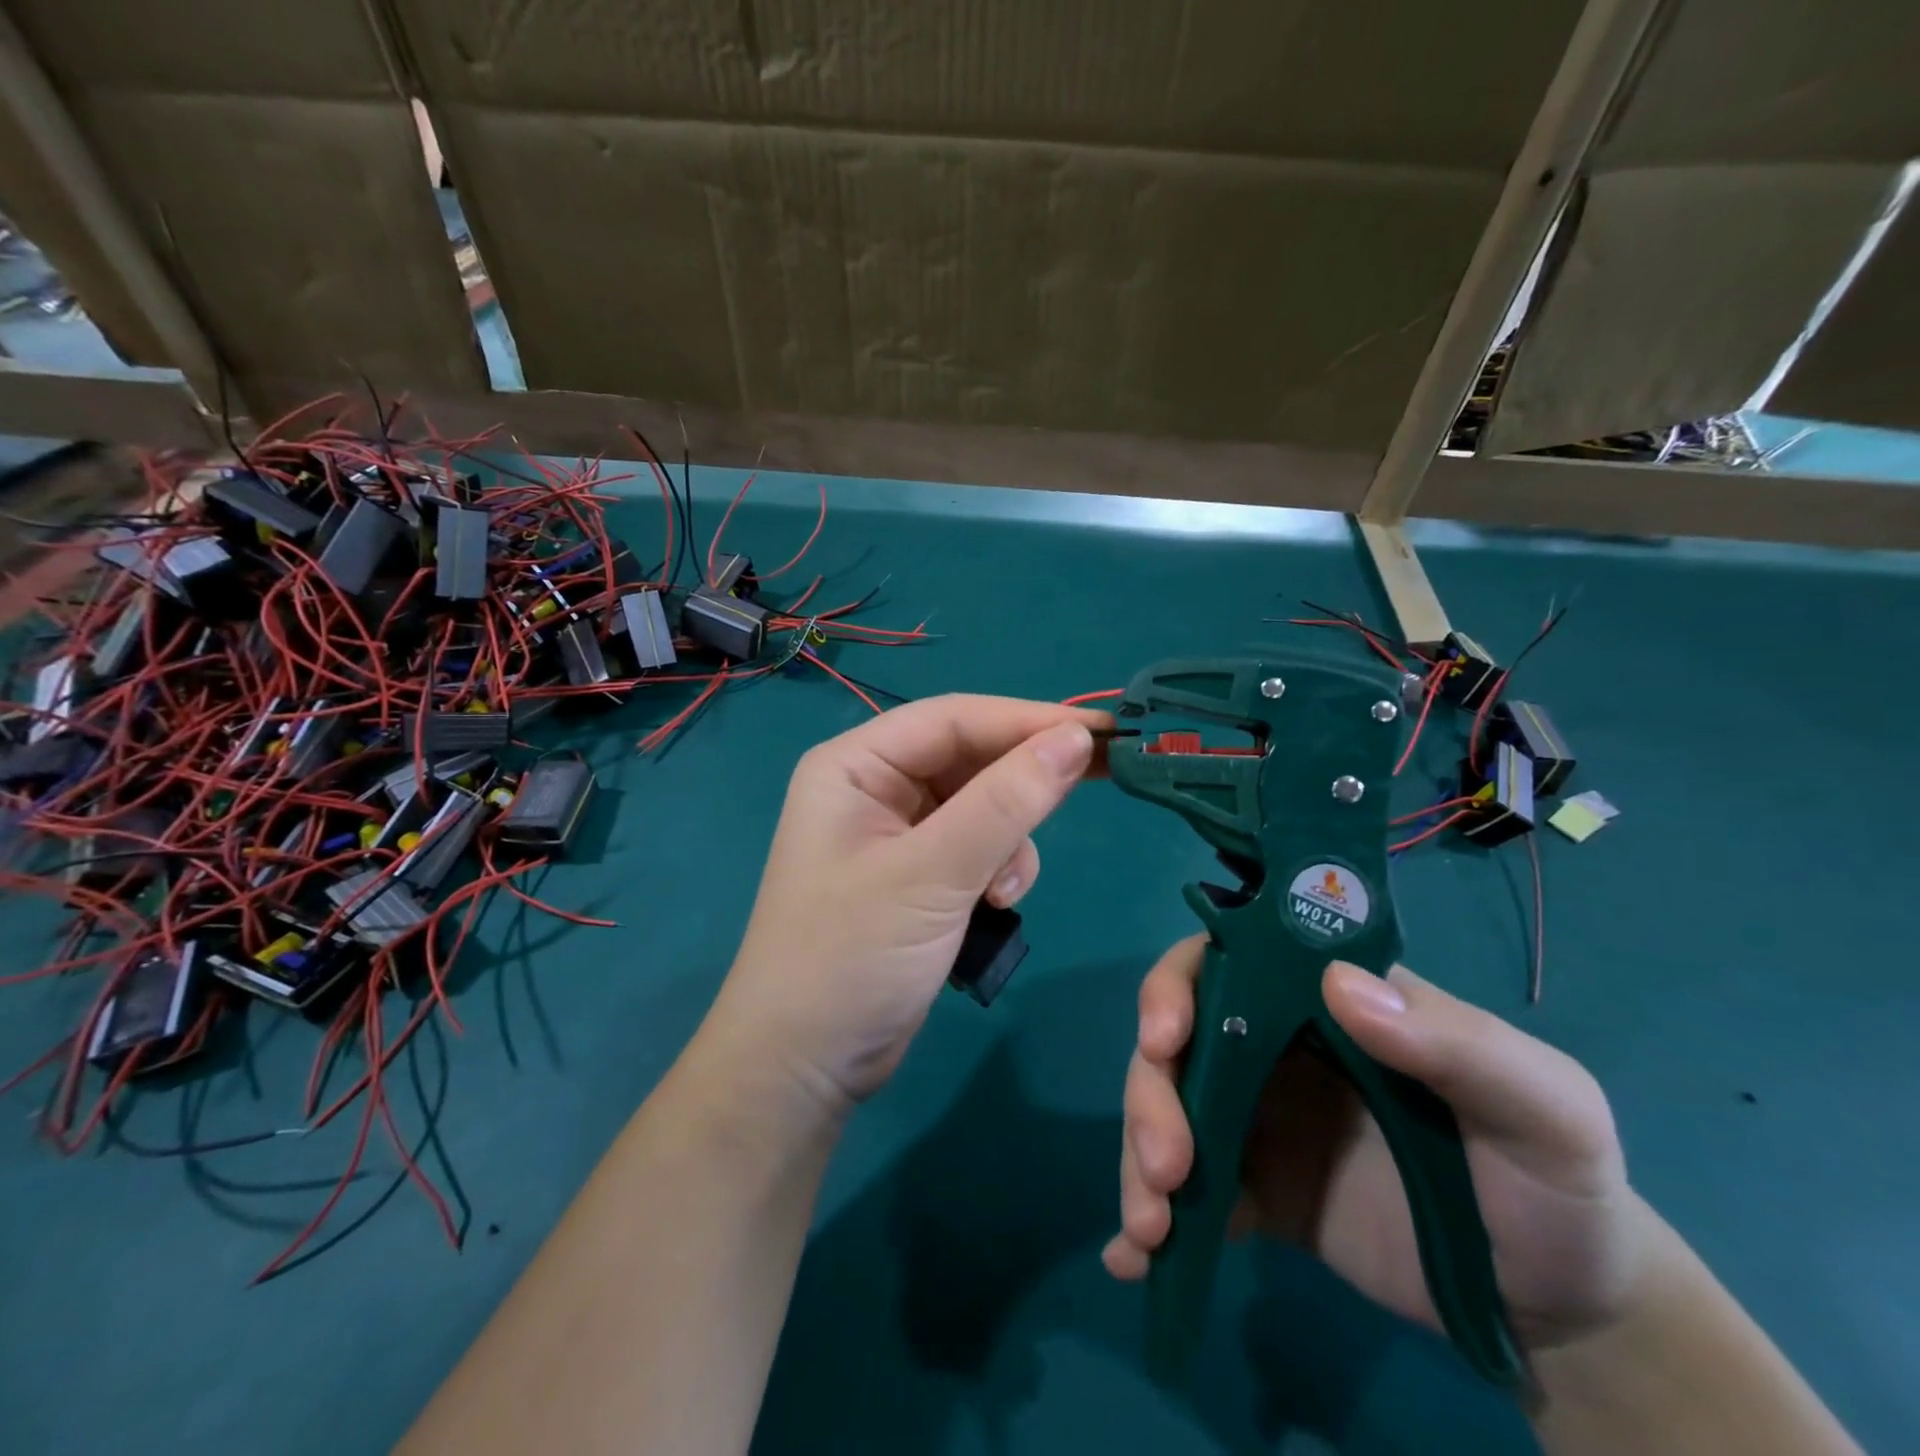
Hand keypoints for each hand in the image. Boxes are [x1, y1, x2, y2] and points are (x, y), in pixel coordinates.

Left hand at [711, 695, 1104, 1111]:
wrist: (806, 1066)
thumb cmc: (851, 957)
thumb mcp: (933, 874)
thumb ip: (1005, 804)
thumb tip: (1076, 738)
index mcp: (855, 765)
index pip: (954, 718)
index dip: (1028, 719)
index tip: (1102, 731)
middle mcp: (875, 787)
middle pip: (970, 757)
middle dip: (1027, 777)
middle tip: (1106, 774)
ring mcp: (898, 833)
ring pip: (983, 804)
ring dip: (1010, 838)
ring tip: (1004, 890)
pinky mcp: (921, 875)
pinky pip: (978, 846)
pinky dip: (998, 869)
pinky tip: (994, 905)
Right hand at [1103, 942, 1657, 1353]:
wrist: (1565, 1309)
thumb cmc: (1556, 1184)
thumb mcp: (1543, 1107)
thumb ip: (1456, 1042)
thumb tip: (1339, 984)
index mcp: (1325, 1004)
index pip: (1227, 961)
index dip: (1177, 986)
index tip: (1165, 1039)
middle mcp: (1275, 1047)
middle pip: (1178, 1041)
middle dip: (1152, 1093)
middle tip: (1167, 1169)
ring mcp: (1259, 1119)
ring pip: (1169, 1110)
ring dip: (1140, 1159)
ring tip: (1151, 1230)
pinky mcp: (1255, 1190)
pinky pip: (1188, 1191)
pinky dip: (1150, 1219)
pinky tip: (1134, 1262)